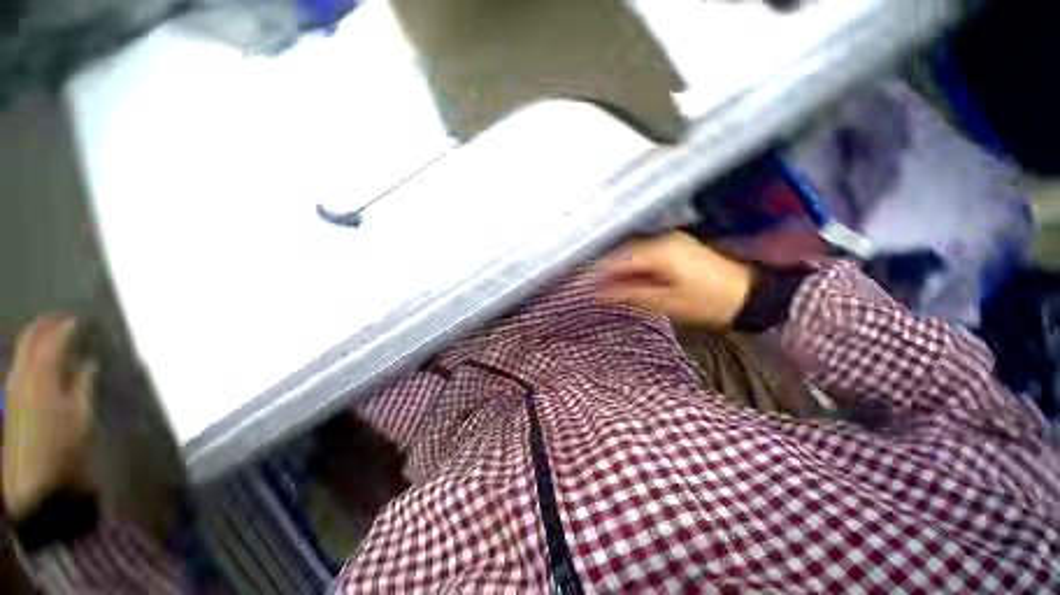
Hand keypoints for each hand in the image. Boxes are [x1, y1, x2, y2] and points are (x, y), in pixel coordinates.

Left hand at [3, 315, 95, 520]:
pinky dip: (31, 360)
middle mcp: (21, 378)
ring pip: (21, 356)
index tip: (78, 319)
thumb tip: (88, 364)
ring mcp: (12, 391)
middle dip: (43, 327)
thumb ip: (82, 386)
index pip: (51, 342)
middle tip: (60, 317)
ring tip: (51, 337)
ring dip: (36, 342)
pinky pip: (19, 371)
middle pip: (28, 343)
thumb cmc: (63, 446)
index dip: (64, 328)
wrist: (36, 482)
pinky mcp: (10, 403)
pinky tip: (41, 365)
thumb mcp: (80, 416)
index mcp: (40, 377)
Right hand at [597, 232, 752, 325]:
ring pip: (632, 251)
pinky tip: (626, 276)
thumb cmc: (709, 302)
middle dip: (605, 269)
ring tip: (604, 284)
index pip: (617, 258)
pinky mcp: (676, 244)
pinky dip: (631, 264)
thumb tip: (599, 293)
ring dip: (618, 266)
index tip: (582, 285)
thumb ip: (630, 294)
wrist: (752, 294)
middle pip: (622, 251)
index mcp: (658, 251)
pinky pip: (644, 252)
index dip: (597, 272)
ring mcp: (670, 239)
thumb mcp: (667, 302)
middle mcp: (661, 239)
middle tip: (591, 287)